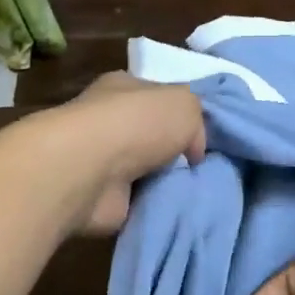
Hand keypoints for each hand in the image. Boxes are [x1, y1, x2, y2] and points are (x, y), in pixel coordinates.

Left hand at [52, 72, 206, 235]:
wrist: (90, 172)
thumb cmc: (136, 124)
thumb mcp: (185, 102)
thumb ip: (197, 118)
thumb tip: (192, 149)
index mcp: (123, 88)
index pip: (158, 96)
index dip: (182, 114)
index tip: (204, 134)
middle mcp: (109, 121)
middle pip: (154, 136)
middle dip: (177, 152)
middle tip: (203, 166)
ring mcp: (102, 161)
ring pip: (148, 170)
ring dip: (168, 181)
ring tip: (195, 189)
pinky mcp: (101, 197)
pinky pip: (140, 201)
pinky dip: (155, 205)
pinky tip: (174, 207)